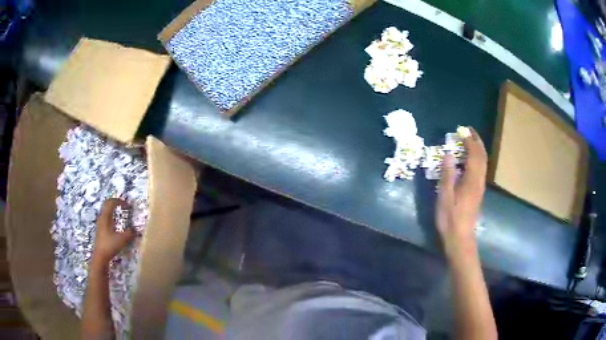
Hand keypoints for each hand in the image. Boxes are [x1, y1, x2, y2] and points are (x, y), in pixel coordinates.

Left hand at [91, 198, 135, 265]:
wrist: (100, 256)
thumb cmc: (110, 246)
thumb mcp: (122, 240)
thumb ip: (129, 233)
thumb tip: (135, 229)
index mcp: (106, 217)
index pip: (111, 202)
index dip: (120, 201)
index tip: (127, 205)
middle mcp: (101, 217)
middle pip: (107, 204)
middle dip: (115, 202)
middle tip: (123, 205)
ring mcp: (100, 223)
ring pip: (105, 210)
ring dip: (112, 208)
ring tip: (120, 212)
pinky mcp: (100, 229)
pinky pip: (105, 216)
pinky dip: (111, 215)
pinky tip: (115, 222)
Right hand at [436, 127, 486, 255]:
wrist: (460, 237)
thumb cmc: (450, 218)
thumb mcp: (445, 196)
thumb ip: (447, 174)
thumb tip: (449, 154)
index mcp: (471, 180)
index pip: (474, 154)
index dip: (469, 141)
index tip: (462, 130)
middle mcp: (479, 180)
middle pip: (482, 156)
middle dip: (477, 141)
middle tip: (468, 131)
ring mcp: (480, 186)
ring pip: (483, 162)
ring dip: (478, 149)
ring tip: (469, 141)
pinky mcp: (478, 191)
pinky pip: (481, 169)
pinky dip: (477, 158)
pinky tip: (469, 159)